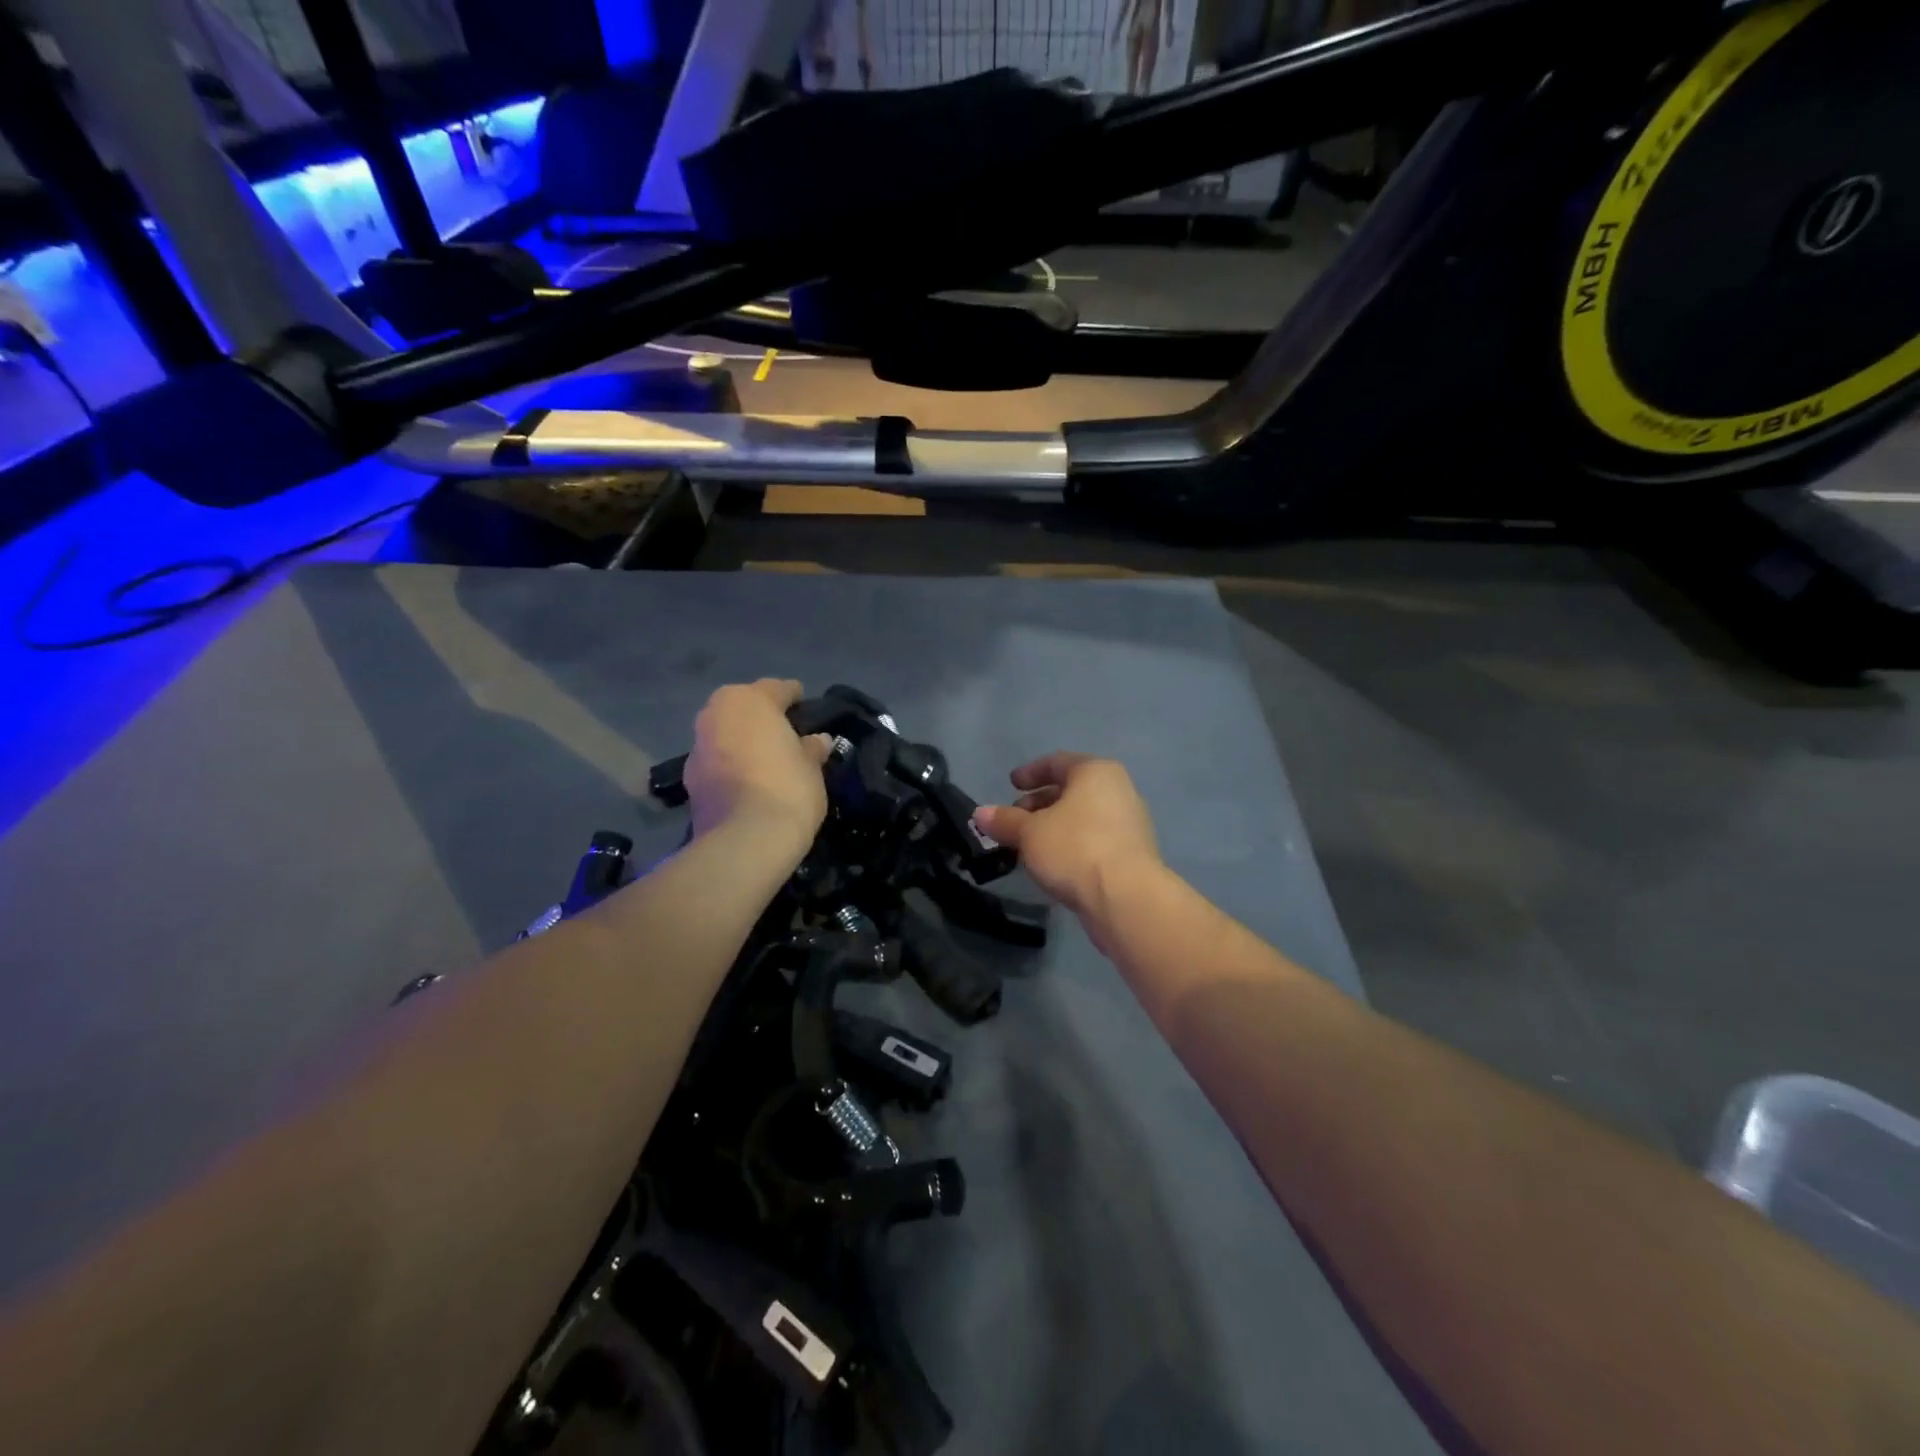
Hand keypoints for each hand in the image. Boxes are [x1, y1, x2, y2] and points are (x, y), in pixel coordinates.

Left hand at [682, 680, 832, 847]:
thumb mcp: (812, 766)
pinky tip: (750, 781)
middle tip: (786, 733)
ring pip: (727, 734)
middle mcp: (716, 714)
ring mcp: (698, 746)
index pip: (777, 689)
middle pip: (744, 707)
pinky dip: (732, 765)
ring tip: (768, 759)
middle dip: (762, 717)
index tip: (806, 706)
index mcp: (748, 700)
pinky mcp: (690, 778)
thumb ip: (812, 748)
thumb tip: (818, 740)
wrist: (745, 840)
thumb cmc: (787, 788)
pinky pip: (718, 761)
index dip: (795, 697)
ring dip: (743, 741)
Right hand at [974, 754, 1161, 917]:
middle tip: (1014, 822)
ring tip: (1027, 847)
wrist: (1125, 898)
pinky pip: (1094, 840)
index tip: (1011, 785)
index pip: (1057, 762)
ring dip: (1053, 828)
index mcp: (1096, 772)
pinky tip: (1053, 865)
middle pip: (1071, 790)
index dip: (1030, 772)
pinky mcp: (1132, 855)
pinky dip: (1071, 845)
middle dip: (1039, 804)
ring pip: (1082, 818)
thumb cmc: (1075, 849)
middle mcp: (1118, 790)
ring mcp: (1129, 823)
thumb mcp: (1029, 833)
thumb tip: (980, 813)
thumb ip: (1004, 821)